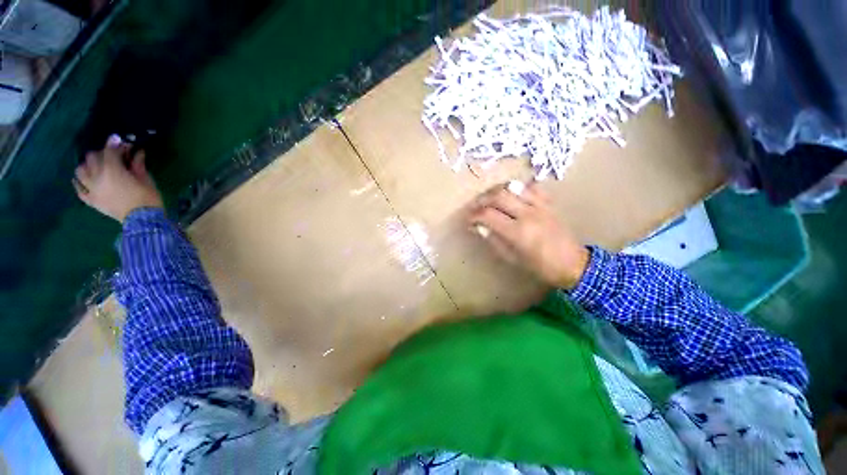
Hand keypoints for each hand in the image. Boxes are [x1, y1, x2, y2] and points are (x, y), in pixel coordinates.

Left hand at [73, 135, 163, 221]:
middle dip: (101, 154)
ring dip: (87, 166)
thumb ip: (137, 164)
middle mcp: (97, 177)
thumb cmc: (147, 198)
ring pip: (80, 171)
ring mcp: (92, 189)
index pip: (109, 151)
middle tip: (111, 156)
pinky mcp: (91, 200)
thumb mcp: (146, 179)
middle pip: (91, 158)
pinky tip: (83, 180)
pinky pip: (79, 190)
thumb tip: (136, 152)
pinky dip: (79, 183)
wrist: (144, 221)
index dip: (115, 144)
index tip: (120, 140)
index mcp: (112, 170)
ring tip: (95, 167)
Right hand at [468, 182, 589, 289]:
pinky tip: (512, 194)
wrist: (572, 263)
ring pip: (513, 187)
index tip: (468, 220)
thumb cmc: (540, 266)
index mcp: (518, 232)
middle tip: (474, 207)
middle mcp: (528, 214)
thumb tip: (479, 226)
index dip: (474, 216)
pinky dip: (518, 188)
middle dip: (481, 200)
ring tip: (488, 198)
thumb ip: (494, 239)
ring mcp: (540, 206)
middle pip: (498, 196)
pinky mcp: (549, 203)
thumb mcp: (512, 258)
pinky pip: (531, 187)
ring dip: (496, 190)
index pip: (488, 215)